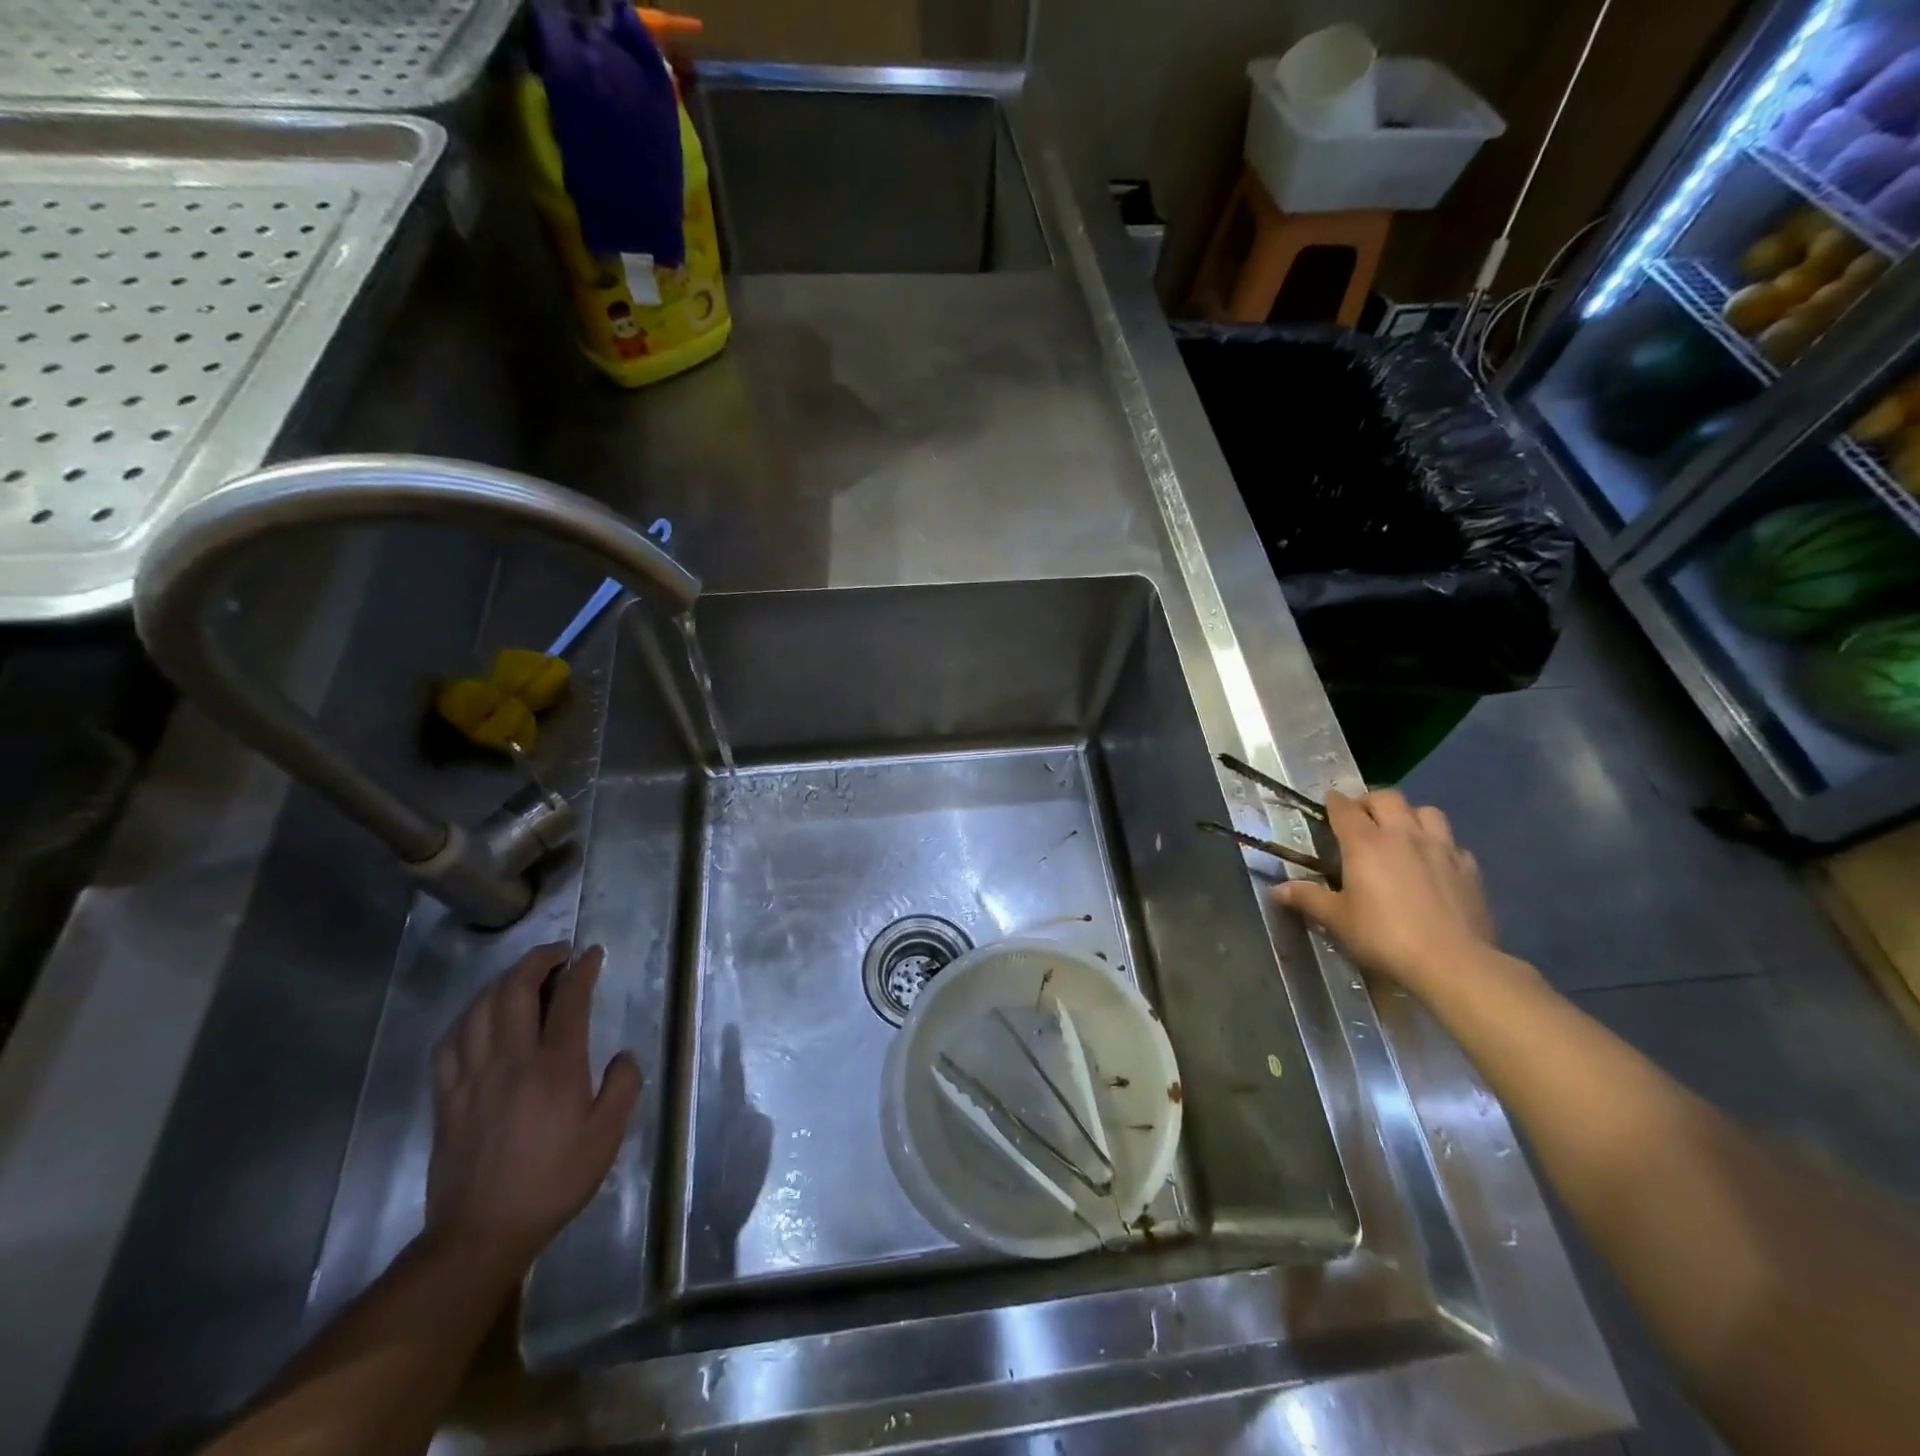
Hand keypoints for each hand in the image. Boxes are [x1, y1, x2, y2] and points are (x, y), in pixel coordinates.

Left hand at [425, 943, 641, 1269]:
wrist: (482, 1233)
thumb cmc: (554, 1181)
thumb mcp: (607, 1137)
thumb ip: (623, 1086)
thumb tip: (623, 1054)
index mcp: (555, 1067)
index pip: (569, 1000)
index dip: (582, 970)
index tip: (592, 954)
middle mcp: (511, 1061)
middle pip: (515, 991)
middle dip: (537, 961)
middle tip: (558, 953)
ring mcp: (472, 1077)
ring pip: (478, 1009)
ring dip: (501, 982)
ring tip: (520, 976)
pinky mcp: (446, 1097)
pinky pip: (450, 1042)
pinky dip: (466, 1017)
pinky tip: (477, 1017)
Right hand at [1275, 790, 1497, 994]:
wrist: (1453, 962)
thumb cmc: (1384, 936)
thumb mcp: (1337, 919)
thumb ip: (1307, 898)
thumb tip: (1276, 890)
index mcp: (1364, 842)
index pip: (1344, 808)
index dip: (1333, 802)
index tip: (1328, 804)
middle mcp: (1402, 834)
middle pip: (1387, 797)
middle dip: (1370, 801)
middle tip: (1362, 818)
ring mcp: (1440, 848)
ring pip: (1426, 811)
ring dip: (1410, 815)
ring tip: (1401, 832)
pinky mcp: (1469, 868)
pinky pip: (1452, 843)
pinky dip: (1440, 845)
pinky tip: (1434, 863)